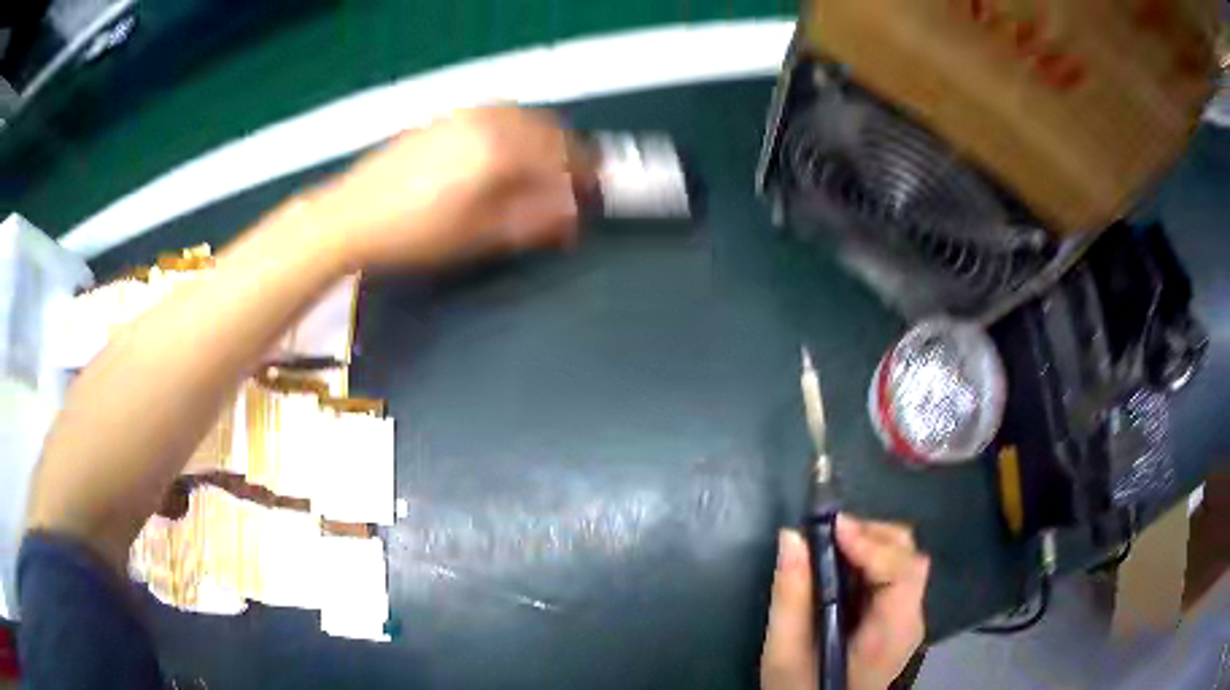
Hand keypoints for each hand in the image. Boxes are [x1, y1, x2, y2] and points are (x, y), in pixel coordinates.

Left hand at [310, 106, 589, 270]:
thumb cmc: (412, 234)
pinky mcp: (444, 118)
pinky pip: (497, 116)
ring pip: (523, 118)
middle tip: (572, 185)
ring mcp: (463, 115)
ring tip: (543, 172)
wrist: (350, 217)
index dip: (585, 177)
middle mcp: (487, 122)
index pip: (563, 155)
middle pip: (548, 129)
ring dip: (543, 140)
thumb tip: (571, 213)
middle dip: (568, 155)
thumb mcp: (478, 237)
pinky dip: (516, 131)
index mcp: (500, 150)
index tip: (595, 193)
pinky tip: (507, 156)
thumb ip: (533, 220)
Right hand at [761, 515, 929, 689]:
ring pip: (904, 561)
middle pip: (909, 557)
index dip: (870, 543)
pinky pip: (892, 576)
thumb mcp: (785, 654)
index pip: (901, 571)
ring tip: (830, 545)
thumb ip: (790, 596)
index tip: (830, 528)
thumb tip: (791, 537)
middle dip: (872, 535)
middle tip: (827, 534)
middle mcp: (910, 620)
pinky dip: (868, 560)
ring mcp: (906, 620)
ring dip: (871, 543)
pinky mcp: (895, 620)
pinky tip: (840, 566)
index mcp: (892, 632)